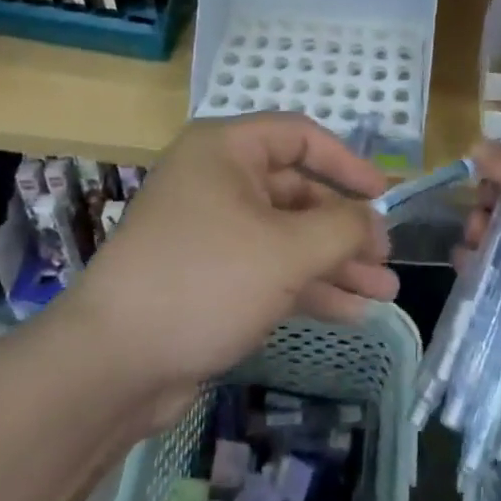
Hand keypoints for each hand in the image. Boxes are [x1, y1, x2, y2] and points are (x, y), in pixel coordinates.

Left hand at [67, 114, 398, 430]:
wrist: (113, 364)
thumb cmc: (206, 281)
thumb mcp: (286, 249)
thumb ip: (341, 227)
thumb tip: (372, 220)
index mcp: (226, 151)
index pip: (299, 136)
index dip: (346, 162)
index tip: (383, 193)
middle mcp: (218, 181)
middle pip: (297, 192)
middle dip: (345, 227)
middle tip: (386, 258)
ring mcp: (212, 231)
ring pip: (287, 236)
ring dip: (335, 262)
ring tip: (384, 292)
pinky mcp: (210, 277)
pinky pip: (270, 269)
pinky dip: (308, 286)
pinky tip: (352, 312)